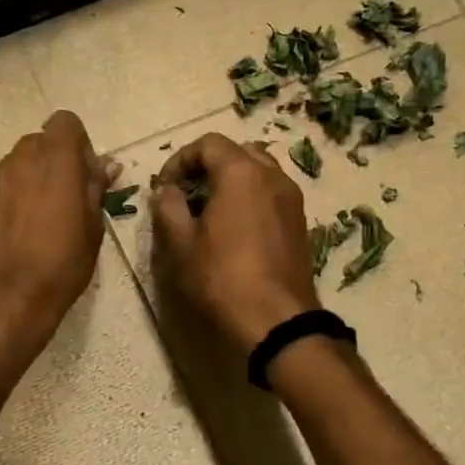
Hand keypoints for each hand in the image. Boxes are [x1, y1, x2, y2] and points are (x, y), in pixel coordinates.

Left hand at [0, 110, 112, 362]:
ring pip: (19, 164)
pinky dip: (15, 197)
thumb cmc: (62, 262)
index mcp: (55, 158)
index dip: (79, 143)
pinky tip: (22, 230)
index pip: (66, 122)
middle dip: (56, 160)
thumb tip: (105, 165)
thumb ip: (96, 188)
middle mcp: (20, 159)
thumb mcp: (93, 226)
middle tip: (69, 195)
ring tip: (44, 216)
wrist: (7, 297)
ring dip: (34, 178)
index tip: (86, 174)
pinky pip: (3, 186)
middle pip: (41, 141)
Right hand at [152, 134, 318, 350]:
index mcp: (241, 173)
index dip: (180, 160)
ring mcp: (291, 199)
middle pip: (237, 152)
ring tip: (210, 212)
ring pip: (258, 172)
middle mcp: (273, 176)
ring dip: (231, 182)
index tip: (164, 188)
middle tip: (187, 194)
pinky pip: (271, 194)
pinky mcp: (300, 222)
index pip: (208, 144)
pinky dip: (250, 199)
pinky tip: (234, 230)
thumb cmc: (222, 278)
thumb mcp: (181, 244)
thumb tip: (166, 191)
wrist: (277, 320)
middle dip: (208, 167)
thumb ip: (168, 208)